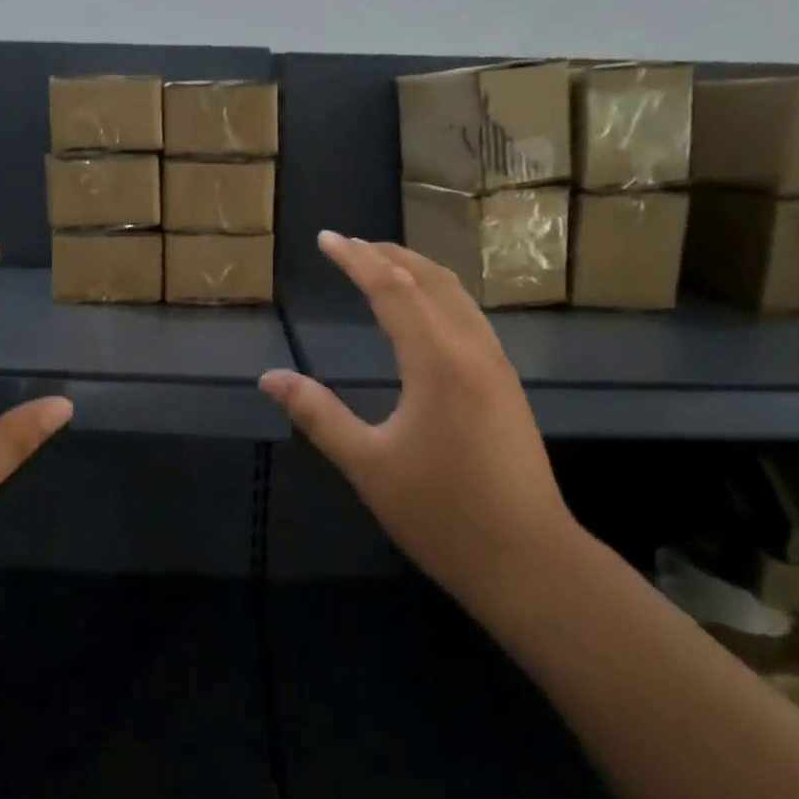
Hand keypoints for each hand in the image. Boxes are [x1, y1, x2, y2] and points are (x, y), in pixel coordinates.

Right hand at [259, 232, 577, 609]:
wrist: (528, 560)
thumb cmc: (441, 514)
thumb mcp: (368, 464)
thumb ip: (318, 414)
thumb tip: (269, 378)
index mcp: (437, 361)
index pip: (391, 288)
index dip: (356, 259)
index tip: (326, 239)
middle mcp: (471, 349)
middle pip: (428, 279)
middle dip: (387, 254)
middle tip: (349, 244)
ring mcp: (496, 364)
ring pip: (456, 295)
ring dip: (417, 270)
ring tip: (383, 263)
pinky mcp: (506, 384)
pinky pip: (470, 316)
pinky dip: (439, 294)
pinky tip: (426, 310)